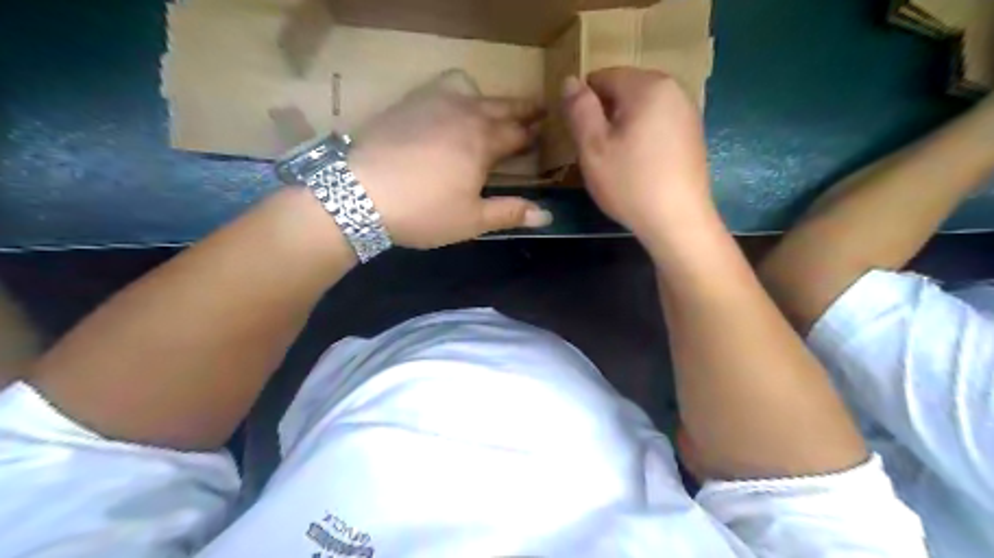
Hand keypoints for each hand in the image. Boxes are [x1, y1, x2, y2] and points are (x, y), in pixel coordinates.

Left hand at [347, 70, 551, 247]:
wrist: (359, 192)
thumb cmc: (424, 211)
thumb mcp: (471, 220)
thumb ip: (510, 213)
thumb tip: (547, 216)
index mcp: (483, 143)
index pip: (517, 135)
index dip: (532, 136)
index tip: (545, 133)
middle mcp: (464, 115)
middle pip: (501, 108)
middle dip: (522, 110)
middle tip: (538, 109)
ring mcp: (435, 105)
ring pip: (473, 95)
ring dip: (492, 101)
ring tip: (498, 108)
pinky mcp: (409, 105)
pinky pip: (443, 90)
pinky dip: (458, 94)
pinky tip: (453, 104)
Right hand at [562, 68, 711, 244]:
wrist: (678, 222)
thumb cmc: (630, 183)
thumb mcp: (593, 147)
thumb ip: (579, 109)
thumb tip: (570, 80)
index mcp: (648, 85)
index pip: (603, 77)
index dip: (584, 103)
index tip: (578, 134)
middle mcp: (674, 90)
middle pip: (625, 90)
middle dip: (605, 114)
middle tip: (596, 151)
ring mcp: (688, 113)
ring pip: (641, 109)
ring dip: (623, 127)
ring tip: (616, 160)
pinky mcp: (693, 135)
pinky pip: (657, 124)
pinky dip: (642, 137)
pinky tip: (638, 165)